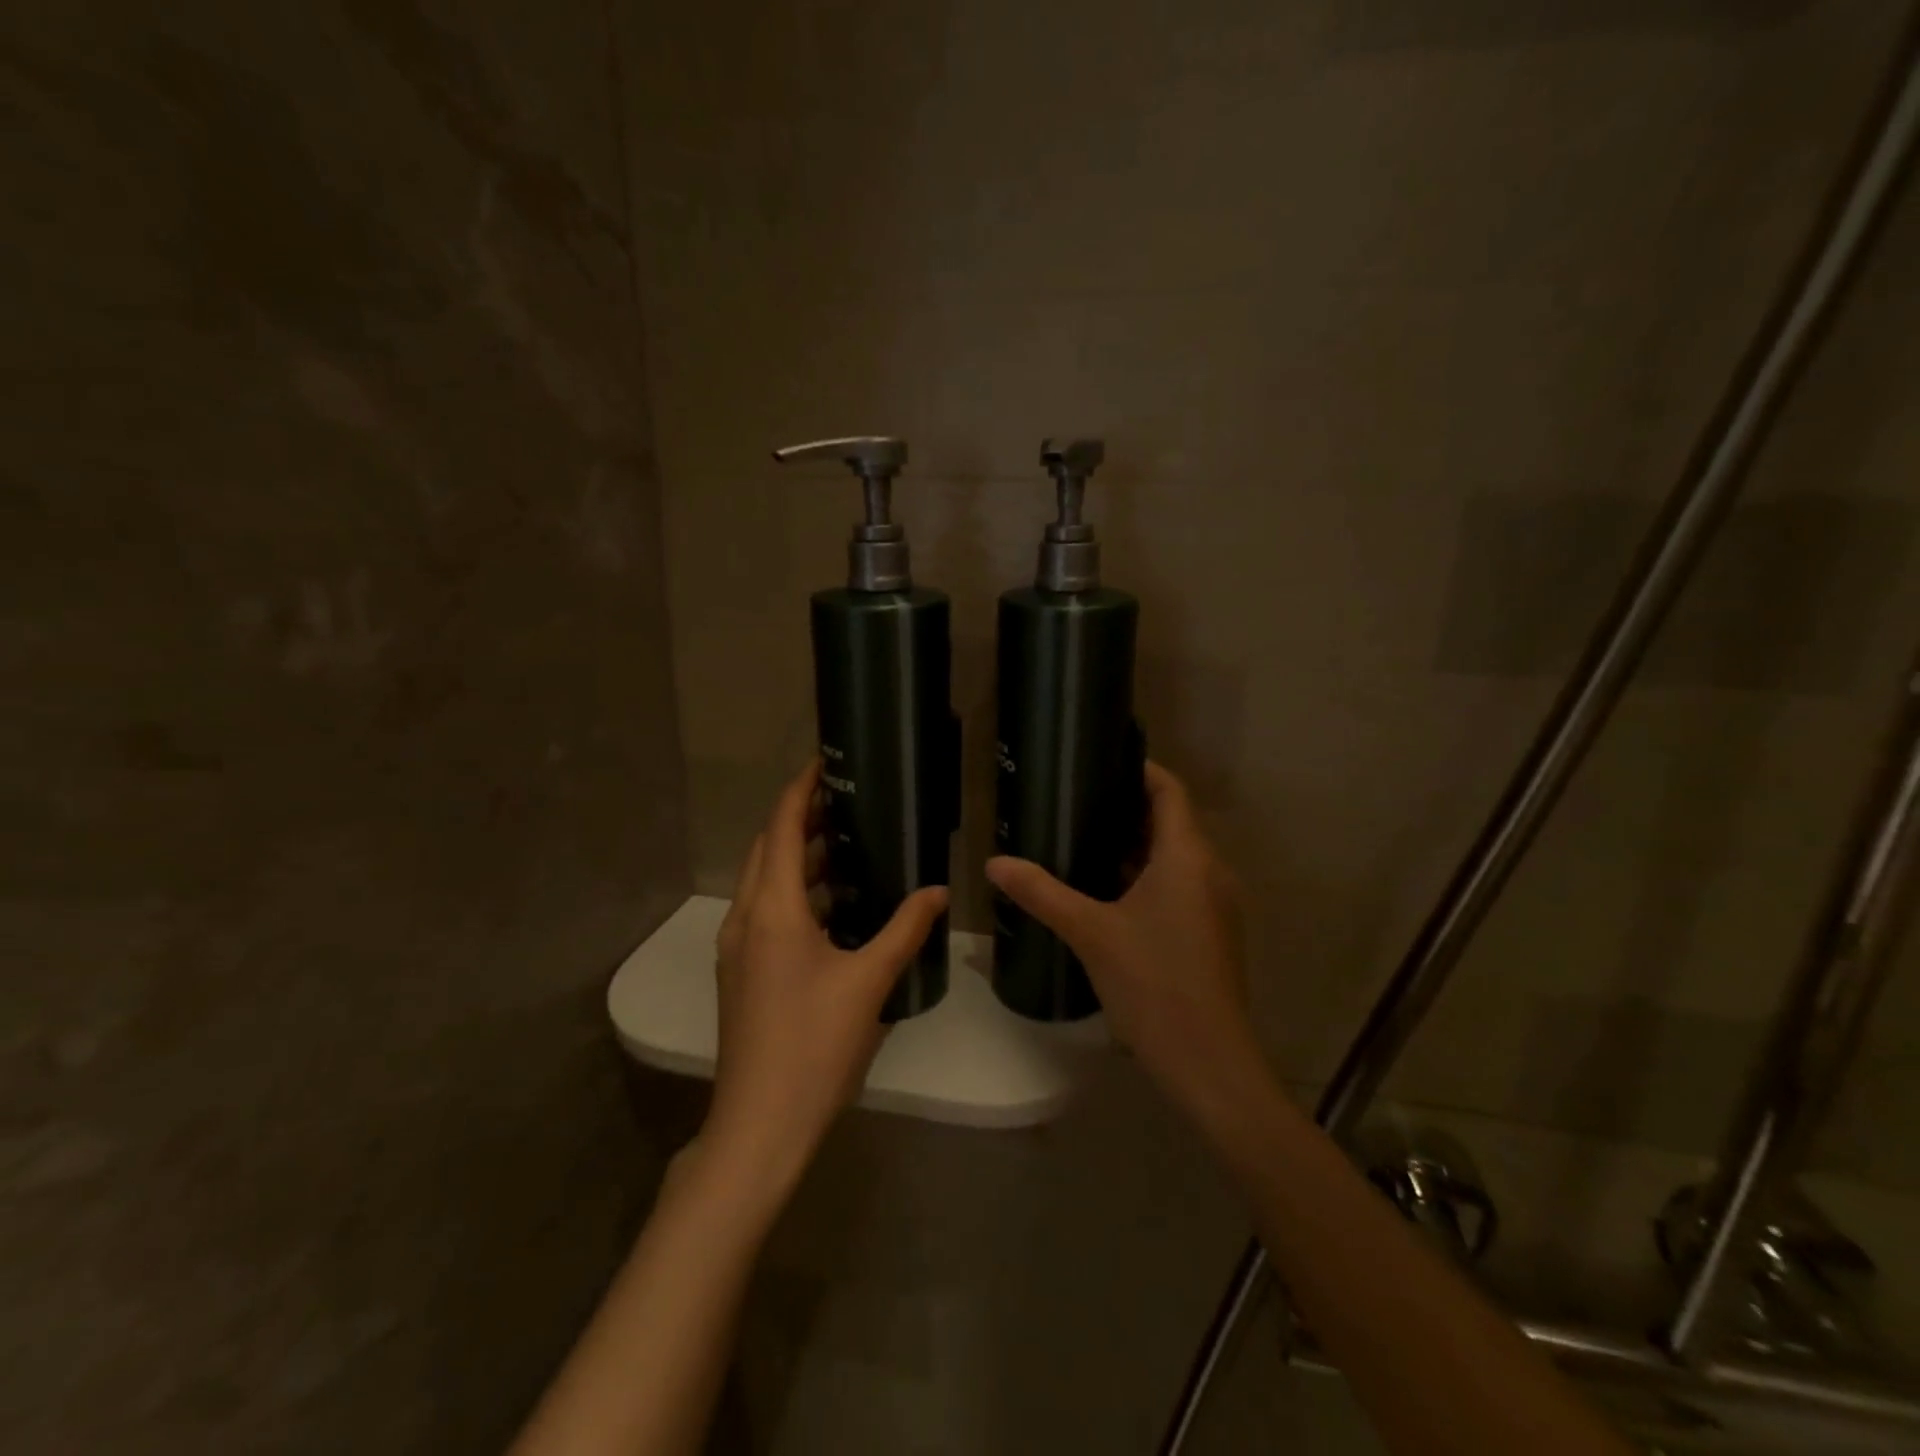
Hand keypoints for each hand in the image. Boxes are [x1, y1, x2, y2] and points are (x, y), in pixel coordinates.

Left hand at [702, 760, 948, 1203]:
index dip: (800, 789)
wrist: (759, 1125)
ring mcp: (737, 947)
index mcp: (772, 909)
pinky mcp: (741, 972)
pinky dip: (794, 891)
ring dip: (798, 856)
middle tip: (845, 800)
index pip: (782, 828)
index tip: (825, 762)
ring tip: (845, 842)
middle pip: (768, 848)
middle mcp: (746, 918)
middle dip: (800, 818)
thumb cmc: (814, 1045)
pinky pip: (765, 910)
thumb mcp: (869, 982)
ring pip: (764, 881)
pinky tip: (832, 904)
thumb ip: (904, 929)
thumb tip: (938, 890)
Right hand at [985, 762, 1259, 1113]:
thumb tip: (994, 863)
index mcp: (1187, 856)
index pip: (1169, 790)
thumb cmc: (1153, 983)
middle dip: (1126, 809)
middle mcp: (1209, 871)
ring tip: (1082, 840)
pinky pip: (1178, 886)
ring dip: (1133, 847)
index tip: (1099, 760)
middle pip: (1170, 821)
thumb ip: (1041, 892)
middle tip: (1075, 801)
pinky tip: (1105, 892)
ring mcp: (1214, 904)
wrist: (1209, 1062)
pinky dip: (1145, 877)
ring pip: (1173, 857)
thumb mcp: (1090, 932)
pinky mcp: (1210, 932)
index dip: (1139, 769)